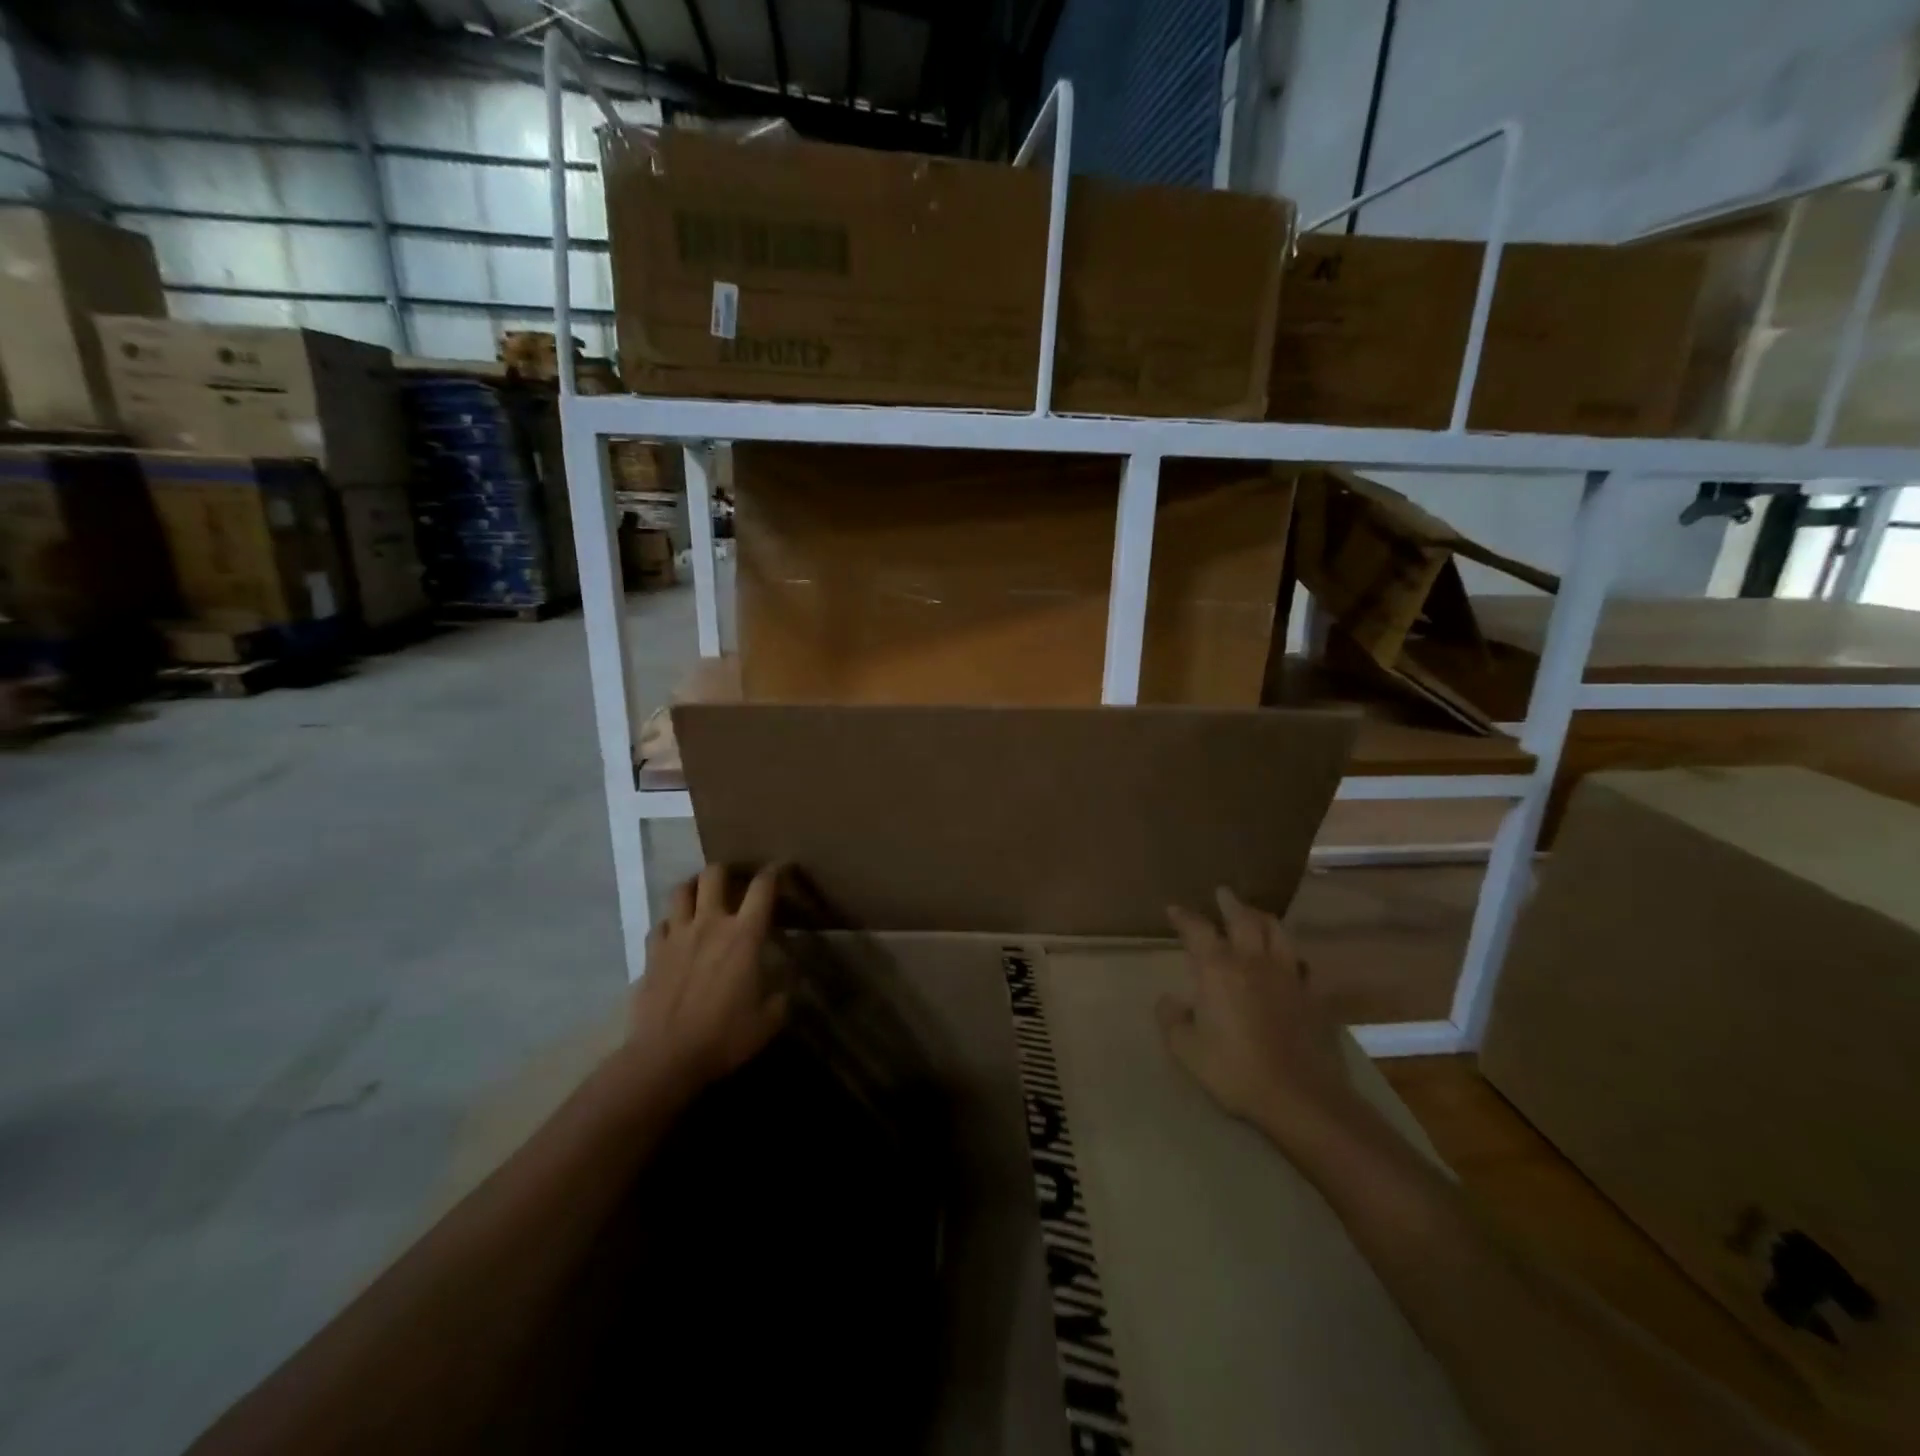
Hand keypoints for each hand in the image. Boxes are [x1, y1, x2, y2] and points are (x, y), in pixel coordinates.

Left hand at [623, 863, 788, 1097]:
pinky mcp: (651, 954)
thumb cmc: (724, 1036)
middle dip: (727, 871)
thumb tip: (790, 982)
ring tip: (701, 895)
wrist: (665, 1057)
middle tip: (735, 880)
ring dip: (693, 887)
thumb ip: (783, 995)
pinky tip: (675, 935)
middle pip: (714, 875)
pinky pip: (659, 925)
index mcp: (744, 935)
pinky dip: (669, 924)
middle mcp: (710, 924)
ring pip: (680, 890)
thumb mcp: (769, 1020)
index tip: (782, 868)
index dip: (775, 871)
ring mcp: (676, 936)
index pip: (763, 887)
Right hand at [1157, 887, 1364, 1145]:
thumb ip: (1172, 1020)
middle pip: (1243, 918)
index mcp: (1218, 969)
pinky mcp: (1313, 994)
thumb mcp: (1186, 1050)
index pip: (1198, 929)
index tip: (1174, 909)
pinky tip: (1287, 960)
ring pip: (1277, 931)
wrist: (1301, 1096)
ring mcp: (1288, 975)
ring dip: (1262, 918)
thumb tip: (1169, 1001)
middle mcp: (1253, 961)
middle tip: (1223, 893)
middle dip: (1230, 902)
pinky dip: (1289, 953)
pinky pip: (1301, 962)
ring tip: (1255, 915)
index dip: (1184, 917)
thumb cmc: (1235, 1070)